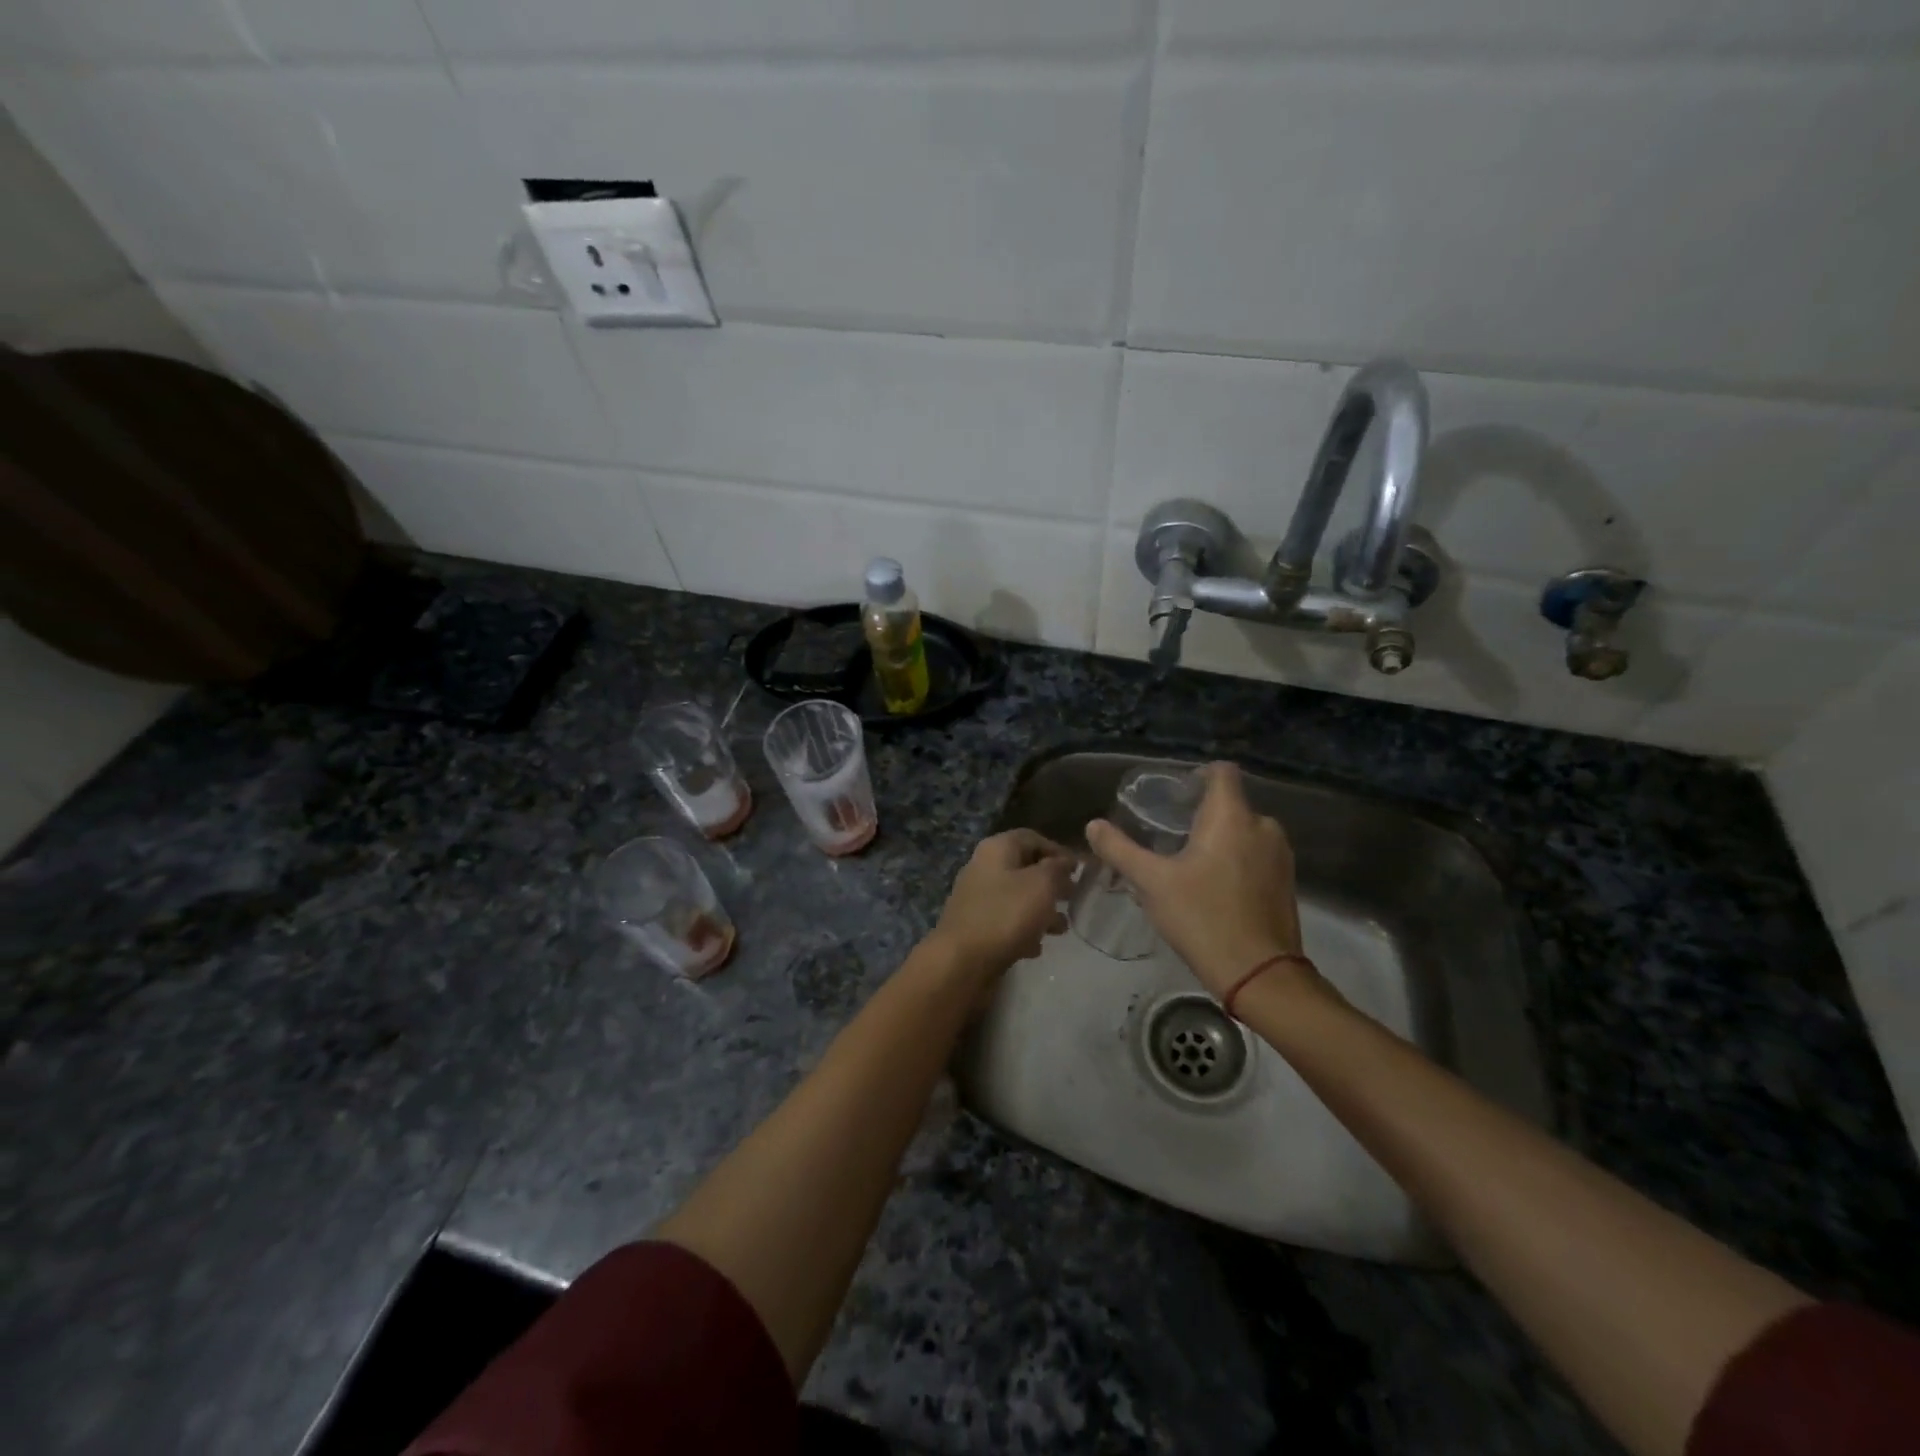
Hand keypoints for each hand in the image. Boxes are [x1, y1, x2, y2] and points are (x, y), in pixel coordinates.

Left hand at [929, 829, 1074, 978]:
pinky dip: (1024, 930)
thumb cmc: (1006, 915)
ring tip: (1061, 928)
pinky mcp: (975, 926)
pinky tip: (1036, 947)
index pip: (1032, 838)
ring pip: (1017, 897)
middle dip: (1052, 883)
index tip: (1080, 870)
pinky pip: (1006, 921)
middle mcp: (983, 867)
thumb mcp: (1041, 885)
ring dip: (1041, 910)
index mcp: (997, 849)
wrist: (961, 962)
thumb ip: (1057, 868)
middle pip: (1025, 868)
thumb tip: (1065, 860)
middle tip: (1073, 898)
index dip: (1058, 850)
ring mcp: (977, 898)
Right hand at [1086, 762, 1310, 999]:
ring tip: (1189, 862)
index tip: (1174, 794)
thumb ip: (1120, 849)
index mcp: (1232, 817)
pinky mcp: (1287, 883)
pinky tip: (1213, 887)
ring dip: (1220, 839)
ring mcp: (1280, 856)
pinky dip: (1236, 860)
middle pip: (1231, 804)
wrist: (1258, 974)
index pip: (1221, 772)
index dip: (1198, 775)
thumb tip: (1093, 825)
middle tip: (1170, 834)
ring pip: (1245, 832)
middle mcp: (1263, 827)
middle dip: (1202, 813)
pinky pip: (1257, 856)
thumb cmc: (1202, 917)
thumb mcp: (1151, 883)